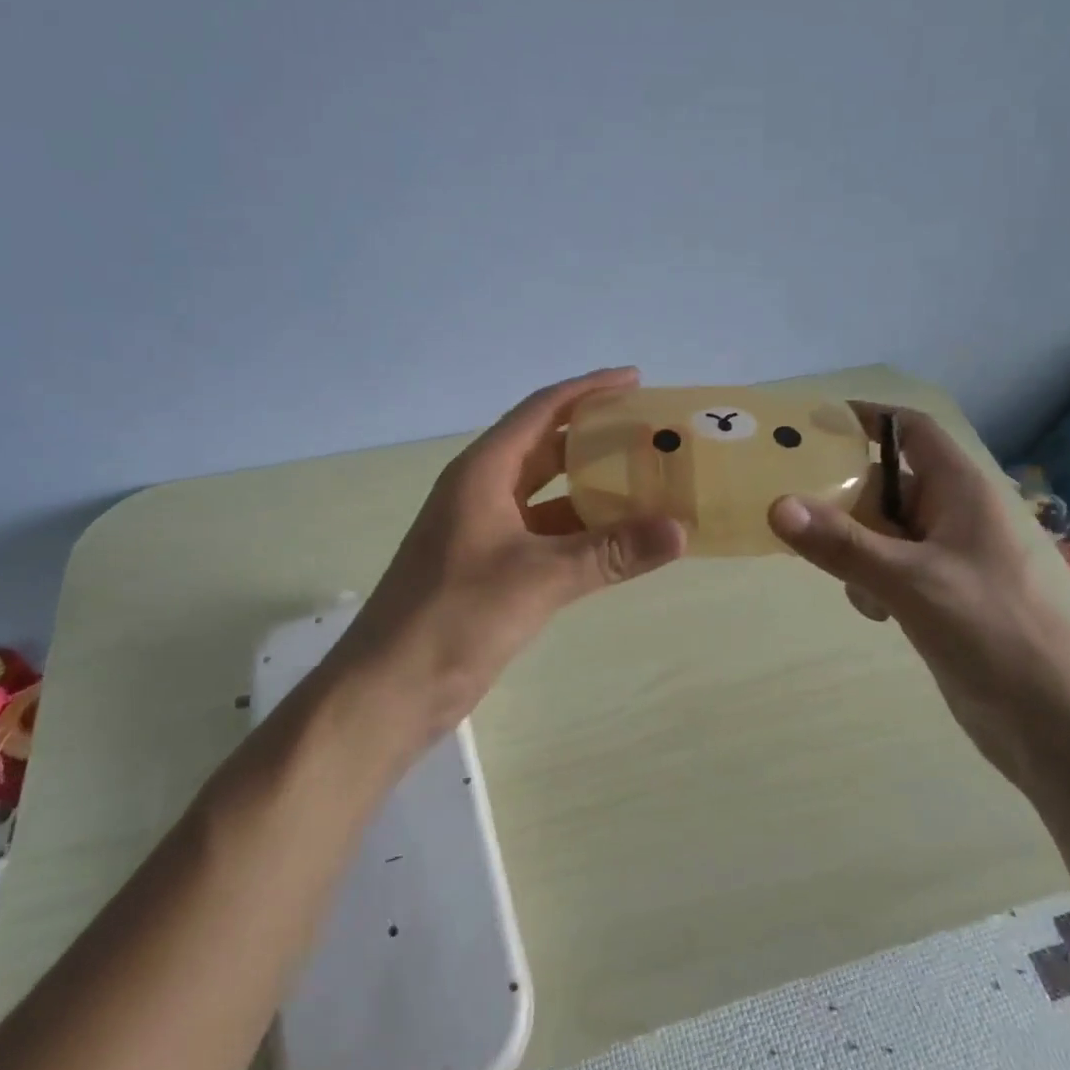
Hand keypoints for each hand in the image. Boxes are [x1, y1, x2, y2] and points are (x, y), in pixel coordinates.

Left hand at [337, 367, 685, 737]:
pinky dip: (580, 530)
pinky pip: (544, 533)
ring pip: (547, 493)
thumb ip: (611, 552)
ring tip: (647, 482)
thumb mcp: (539, 578)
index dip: (588, 390)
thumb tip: (680, 530)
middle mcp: (482, 490)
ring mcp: (484, 530)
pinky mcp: (490, 567)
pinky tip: (617, 540)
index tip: (635, 380)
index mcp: (483, 471)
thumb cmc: (454, 616)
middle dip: (595, 436)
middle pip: (545, 446)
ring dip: (591, 487)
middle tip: (649, 433)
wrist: (390, 688)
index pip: (541, 411)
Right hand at [768, 403, 1069, 790]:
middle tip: (791, 502)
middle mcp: (951, 514)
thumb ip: (843, 544)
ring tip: (835, 570)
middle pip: (884, 481)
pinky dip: (868, 579)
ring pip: (879, 528)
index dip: (867, 418)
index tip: (812, 424)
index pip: (910, 429)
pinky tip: (873, 611)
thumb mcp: (910, 582)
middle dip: (843, 494)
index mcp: (960, 491)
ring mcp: (943, 556)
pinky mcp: (935, 594)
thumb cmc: (991, 632)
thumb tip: (776, 505)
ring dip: (852, 544)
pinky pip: (885, 566)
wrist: (1048, 723)